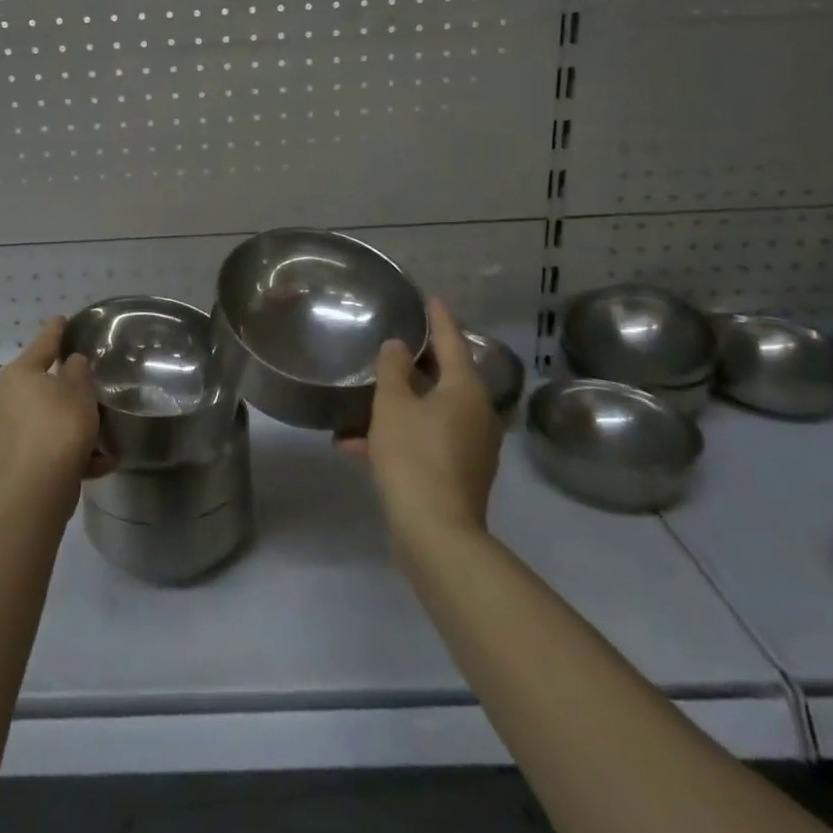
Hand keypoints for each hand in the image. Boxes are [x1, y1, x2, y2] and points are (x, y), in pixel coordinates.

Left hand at [0, 318, 116, 515]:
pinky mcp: (2, 464)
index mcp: (17, 375)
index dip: (55, 331)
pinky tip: (96, 464)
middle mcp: (0, 399)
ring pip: (40, 422)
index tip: (61, 320)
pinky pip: (39, 450)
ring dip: (67, 428)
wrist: (34, 490)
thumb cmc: (60, 428)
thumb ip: (77, 372)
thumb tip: (70, 363)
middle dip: (63, 391)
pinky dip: (63, 453)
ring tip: (101, 441)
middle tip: (87, 393)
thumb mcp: (80, 393)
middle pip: (37, 387)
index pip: (42, 345)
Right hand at [340, 299, 502, 540]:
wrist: (436, 534)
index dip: (438, 319)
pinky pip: (426, 441)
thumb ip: (393, 369)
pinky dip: (399, 437)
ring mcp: (470, 446)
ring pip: (431, 411)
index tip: (430, 299)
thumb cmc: (413, 457)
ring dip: (399, 406)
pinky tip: (355, 446)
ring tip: (363, 399)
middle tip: (395, 342)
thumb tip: (399, 346)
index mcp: (465, 390)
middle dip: (417, 363)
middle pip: (445, 377)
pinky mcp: (458, 473)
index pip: (452, 341)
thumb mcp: (393, 406)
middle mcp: (476, 414)